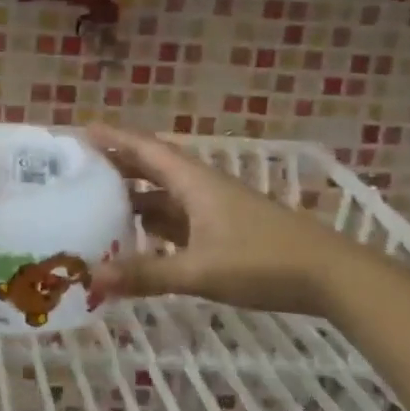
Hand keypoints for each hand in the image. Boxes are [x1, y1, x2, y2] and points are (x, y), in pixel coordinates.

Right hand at [84, 124, 350, 317]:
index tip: (80, 131)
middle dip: (117, 165)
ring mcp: (215, 208)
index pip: (145, 149)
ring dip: (135, 196)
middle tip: (79, 169)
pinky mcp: (226, 230)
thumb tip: (93, 279)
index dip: (113, 138)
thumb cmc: (263, 262)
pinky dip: (155, 223)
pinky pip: (179, 218)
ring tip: (98, 204)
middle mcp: (201, 187)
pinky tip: (139, 238)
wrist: (331, 277)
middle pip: (152, 167)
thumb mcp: (200, 270)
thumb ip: (147, 275)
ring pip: (165, 194)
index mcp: (193, 182)